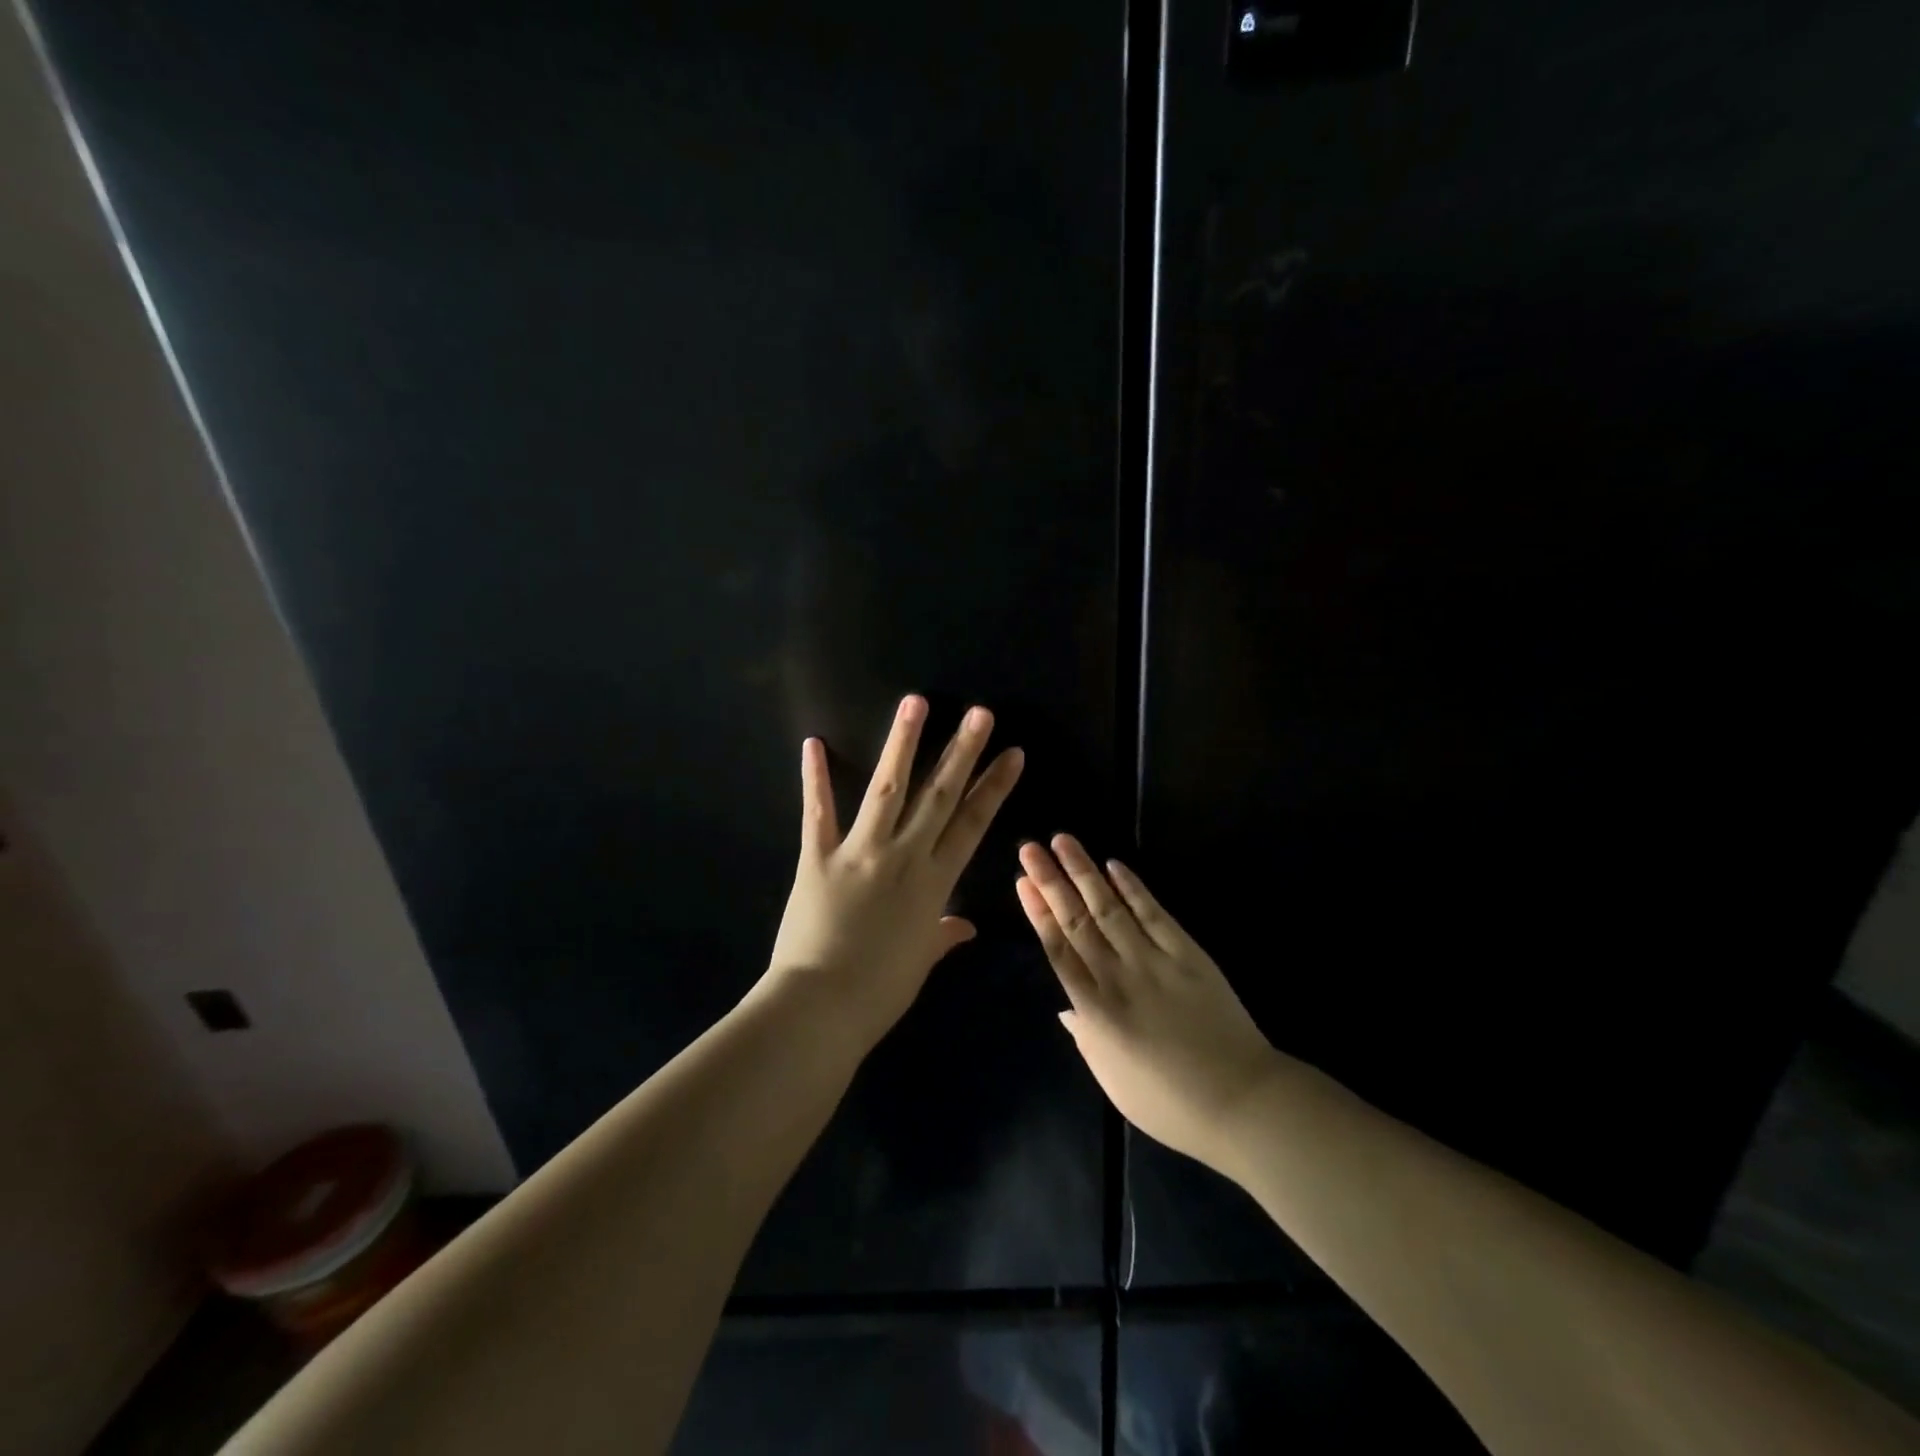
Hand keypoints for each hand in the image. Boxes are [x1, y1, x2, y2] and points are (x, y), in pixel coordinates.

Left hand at [765, 695, 1023, 1048]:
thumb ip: (941, 936)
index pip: (972, 824)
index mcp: (934, 883)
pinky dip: (814, 778)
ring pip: (887, 788)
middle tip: (979, 713)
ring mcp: (860, 852)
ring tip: (915, 702)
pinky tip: (813, 743)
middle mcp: (904, 857)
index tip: (1012, 754)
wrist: (821, 1008)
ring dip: (902, 743)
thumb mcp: (919, 962)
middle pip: (939, 795)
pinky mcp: (818, 857)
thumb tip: (965, 928)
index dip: (994, 787)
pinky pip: (818, 812)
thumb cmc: (878, 993)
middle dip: (962, 751)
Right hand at [1016, 837, 1280, 1174]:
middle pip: (1077, 920)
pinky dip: (1134, 888)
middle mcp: (1118, 977)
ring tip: (1063, 840)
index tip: (1023, 882)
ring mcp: (1154, 961)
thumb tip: (1066, 1011)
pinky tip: (1115, 866)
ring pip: (1110, 908)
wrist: (1241, 1102)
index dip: (1038, 913)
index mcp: (1095, 1012)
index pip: (1058, 950)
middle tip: (1030, 848)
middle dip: (1051, 881)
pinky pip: (1154, 914)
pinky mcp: (1188, 954)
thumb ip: (1087, 1041)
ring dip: (1085, 871)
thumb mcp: (1115, 1083)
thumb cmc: (1171, 1104)